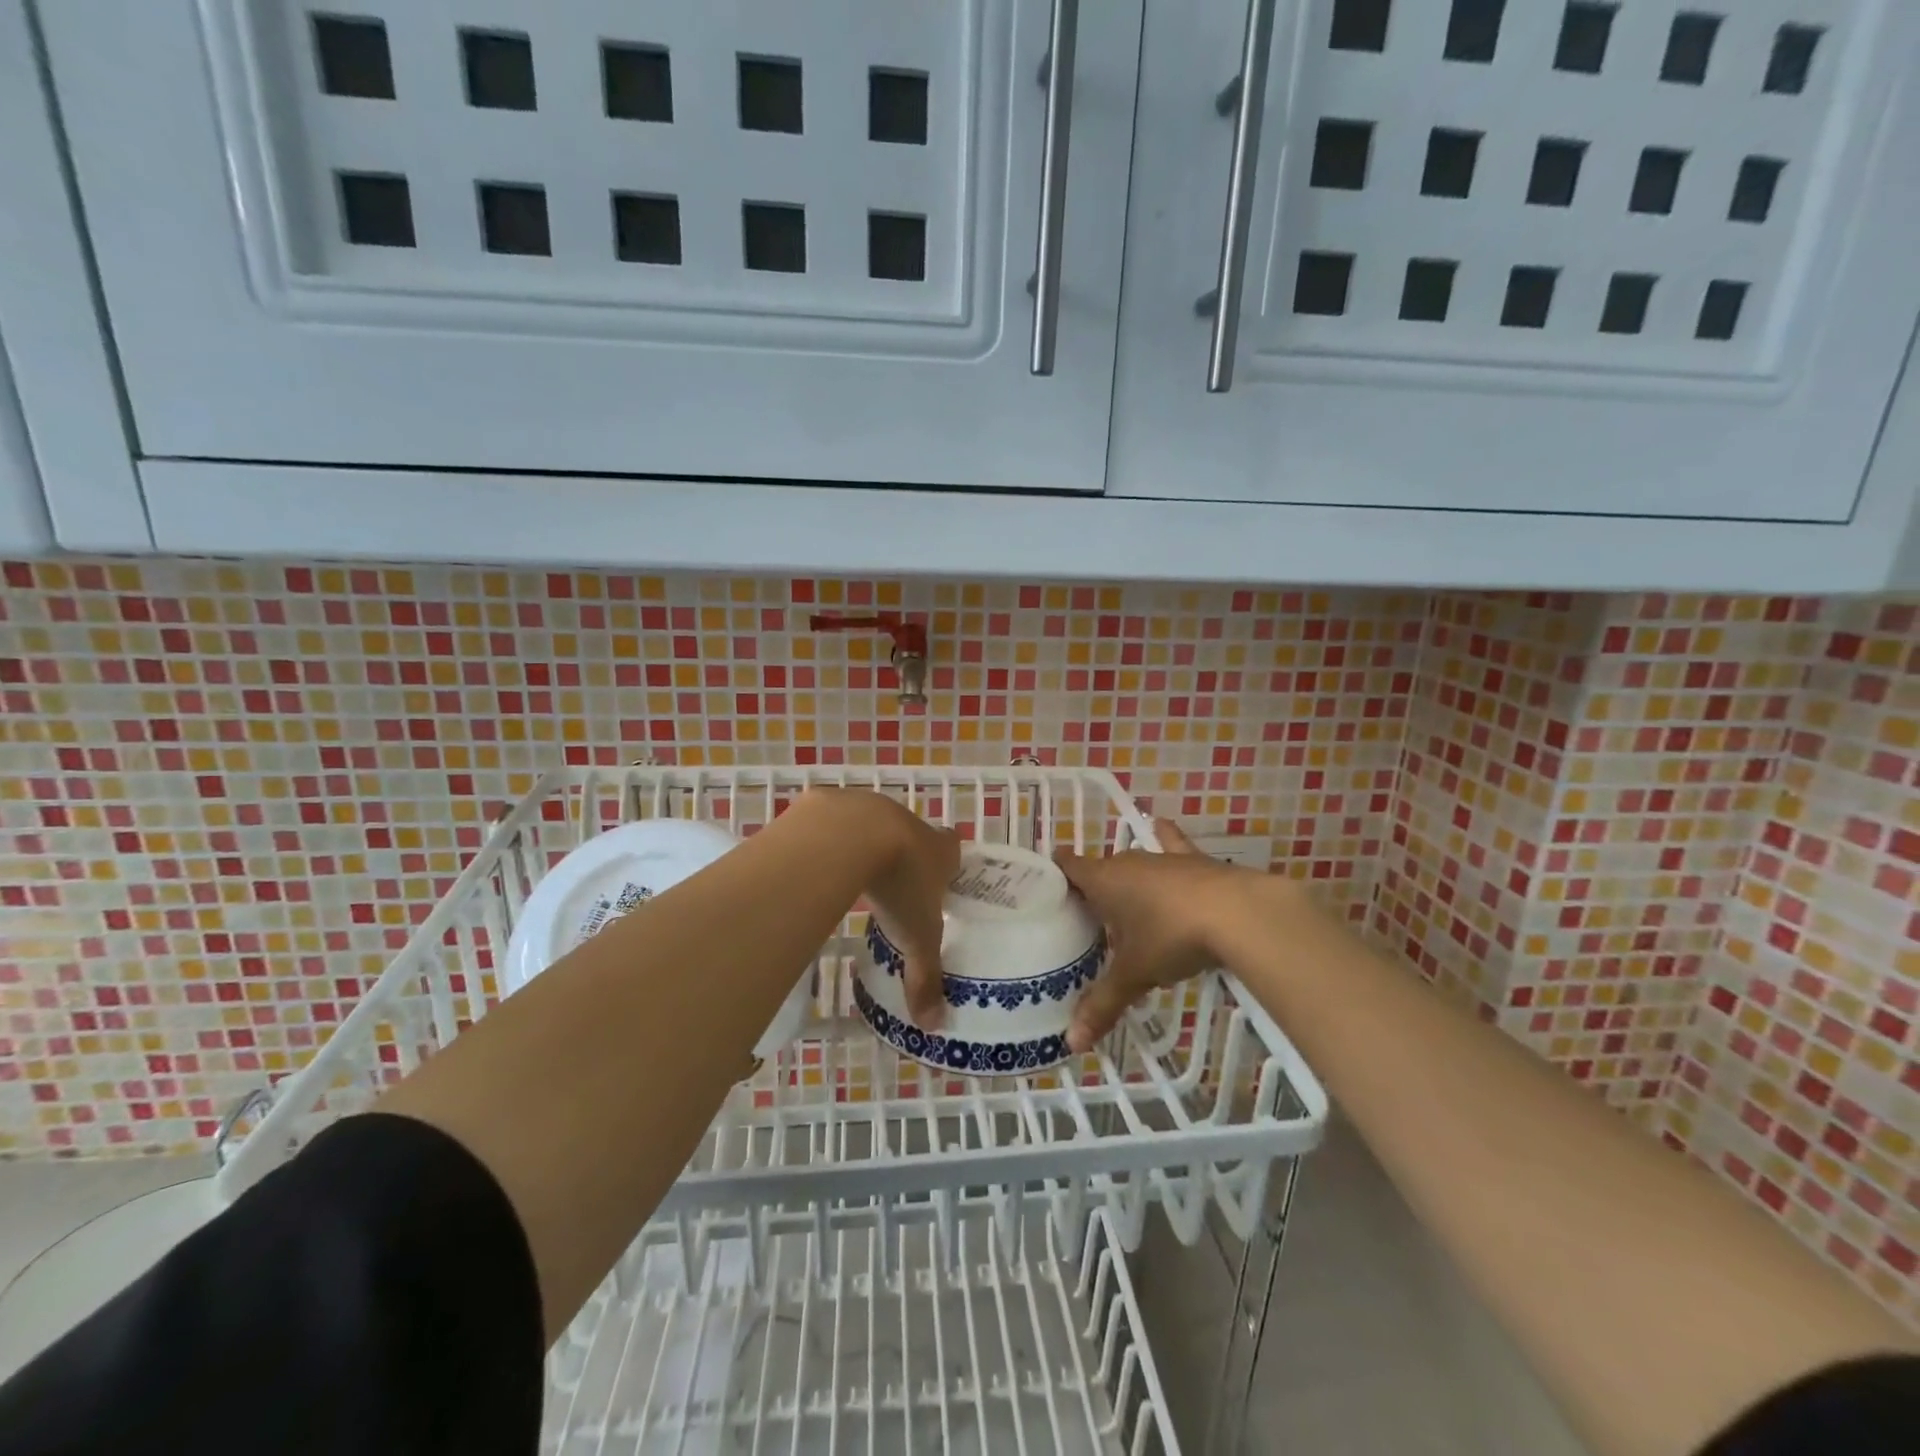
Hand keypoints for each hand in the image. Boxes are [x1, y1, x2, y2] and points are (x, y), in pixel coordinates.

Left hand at [811, 789, 960, 1027]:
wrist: (848, 837)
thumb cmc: (897, 885)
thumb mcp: (916, 938)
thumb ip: (925, 977)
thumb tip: (935, 1025)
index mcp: (937, 849)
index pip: (953, 847)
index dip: (949, 861)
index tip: (941, 878)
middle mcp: (907, 821)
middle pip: (912, 834)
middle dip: (905, 855)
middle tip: (894, 886)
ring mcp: (868, 806)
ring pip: (871, 824)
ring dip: (864, 844)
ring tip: (852, 876)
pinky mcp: (830, 803)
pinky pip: (830, 821)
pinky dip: (825, 839)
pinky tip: (813, 862)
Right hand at [1054, 819, 1259, 1051]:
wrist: (1237, 913)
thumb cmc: (1172, 937)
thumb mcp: (1135, 974)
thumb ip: (1103, 1004)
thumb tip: (1072, 1044)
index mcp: (1103, 880)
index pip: (1068, 867)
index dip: (1055, 873)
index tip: (1043, 887)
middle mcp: (1128, 861)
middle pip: (1100, 868)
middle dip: (1092, 887)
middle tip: (1086, 918)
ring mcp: (1163, 858)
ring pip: (1134, 861)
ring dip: (1127, 876)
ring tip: (1124, 898)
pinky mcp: (1194, 860)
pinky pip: (1172, 844)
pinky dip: (1165, 838)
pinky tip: (1161, 827)